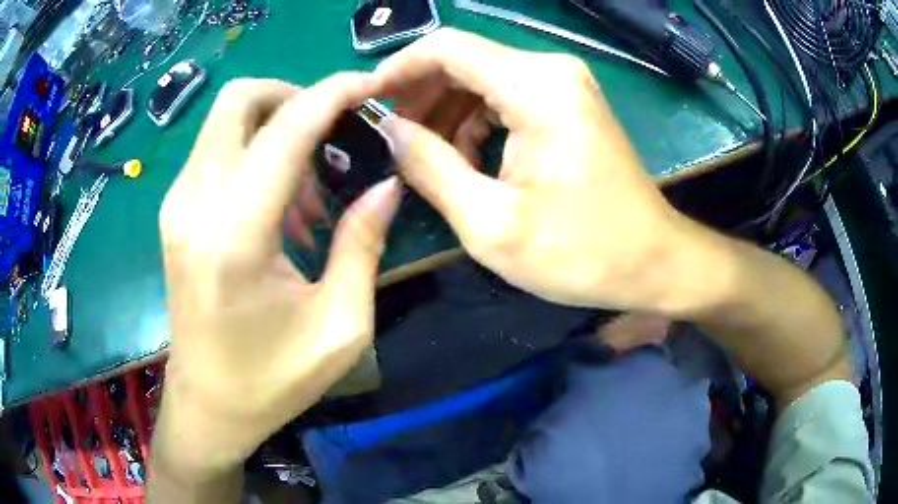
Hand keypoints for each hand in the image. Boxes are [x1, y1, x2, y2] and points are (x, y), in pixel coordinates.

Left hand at [155, 75, 400, 475]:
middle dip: (296, 96)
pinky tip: (281, 205)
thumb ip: (363, 243)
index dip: (334, 93)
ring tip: (312, 190)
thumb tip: (387, 182)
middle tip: (336, 130)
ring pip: (228, 120)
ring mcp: (177, 203)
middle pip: (241, 99)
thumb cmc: (272, 380)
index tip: (371, 86)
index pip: (286, 125)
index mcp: (235, 232)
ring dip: (277, 129)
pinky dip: (256, 152)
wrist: (208, 404)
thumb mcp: (340, 326)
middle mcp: (195, 202)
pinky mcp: (175, 212)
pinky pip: (218, 150)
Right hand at [374, 29, 690, 311]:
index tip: (368, 103)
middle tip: (393, 140)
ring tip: (428, 157)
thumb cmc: (581, 252)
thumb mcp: (491, 223)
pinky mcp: (569, 100)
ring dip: (446, 110)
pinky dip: (476, 118)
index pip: (445, 48)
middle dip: (419, 94)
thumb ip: (429, 167)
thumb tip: (388, 129)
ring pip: (481, 76)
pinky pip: (505, 93)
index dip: (397, 69)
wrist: (652, 259)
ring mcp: (564, 82)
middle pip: (462, 59)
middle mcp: (551, 69)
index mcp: (536, 88)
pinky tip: (468, 157)